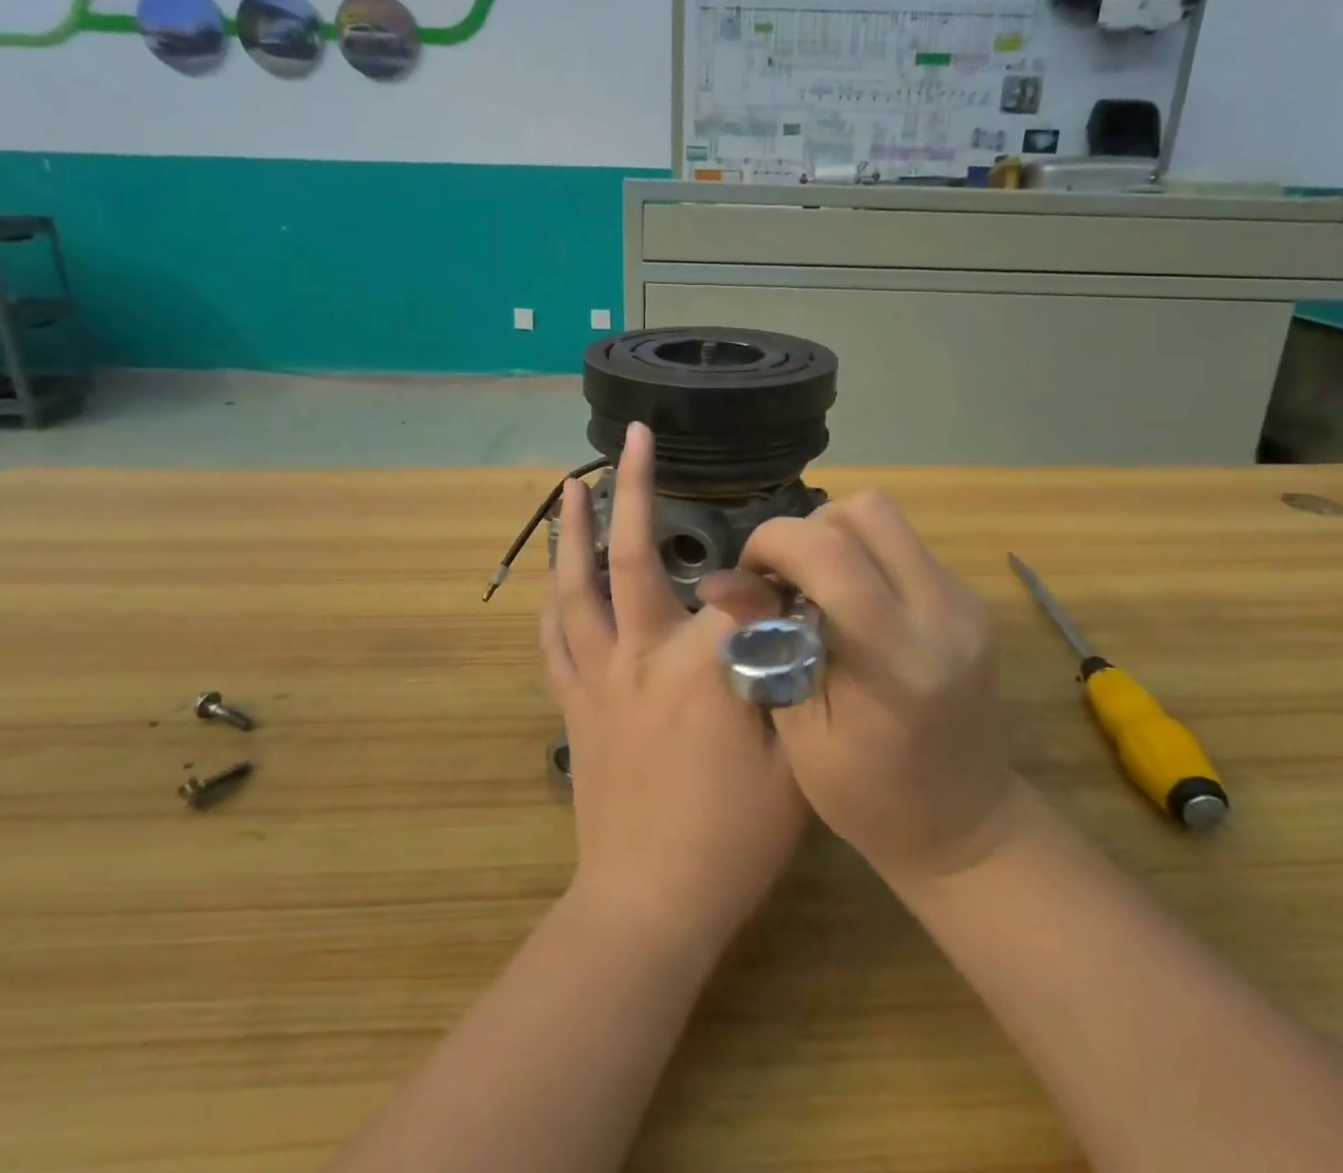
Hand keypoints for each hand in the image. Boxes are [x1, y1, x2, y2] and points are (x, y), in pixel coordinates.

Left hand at [542, 422, 806, 949]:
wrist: (649, 904)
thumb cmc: (733, 840)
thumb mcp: (792, 761)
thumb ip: (791, 680)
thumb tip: (791, 618)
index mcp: (702, 666)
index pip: (738, 589)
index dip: (768, 570)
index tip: (788, 563)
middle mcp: (641, 654)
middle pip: (635, 556)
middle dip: (636, 489)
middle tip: (632, 438)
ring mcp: (598, 676)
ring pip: (576, 587)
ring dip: (571, 531)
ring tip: (569, 485)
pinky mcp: (572, 704)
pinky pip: (552, 639)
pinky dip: (551, 600)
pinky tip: (550, 574)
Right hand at [700, 492, 1018, 886]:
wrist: (963, 824)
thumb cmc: (867, 798)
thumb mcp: (799, 730)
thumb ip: (765, 643)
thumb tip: (717, 581)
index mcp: (896, 660)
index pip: (830, 552)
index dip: (773, 543)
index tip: (750, 577)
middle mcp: (943, 614)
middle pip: (866, 511)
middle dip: (807, 530)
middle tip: (784, 579)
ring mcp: (966, 603)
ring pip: (888, 518)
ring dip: (836, 537)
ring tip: (814, 589)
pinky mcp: (973, 601)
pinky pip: (906, 545)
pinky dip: (865, 556)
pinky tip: (851, 605)